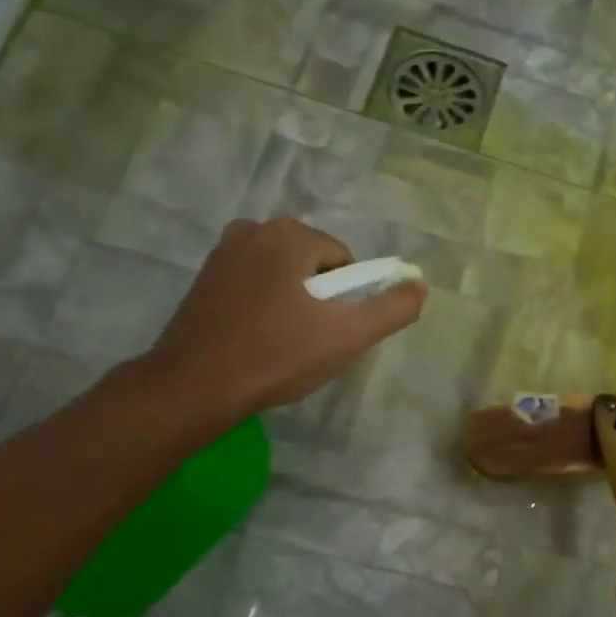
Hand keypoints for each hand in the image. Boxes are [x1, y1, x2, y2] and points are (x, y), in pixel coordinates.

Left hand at [136, 217, 425, 430]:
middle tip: (309, 344)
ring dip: (293, 307)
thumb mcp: (347, 336)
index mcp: (289, 233)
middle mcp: (253, 229)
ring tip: (282, 347)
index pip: (344, 263)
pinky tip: (257, 342)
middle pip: (314, 267)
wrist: (194, 387)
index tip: (332, 334)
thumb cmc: (276, 356)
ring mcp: (223, 253)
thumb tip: (421, 286)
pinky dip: (265, 310)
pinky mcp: (204, 279)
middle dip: (320, 302)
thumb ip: (391, 309)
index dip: (347, 301)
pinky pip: (255, 287)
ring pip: (284, 278)